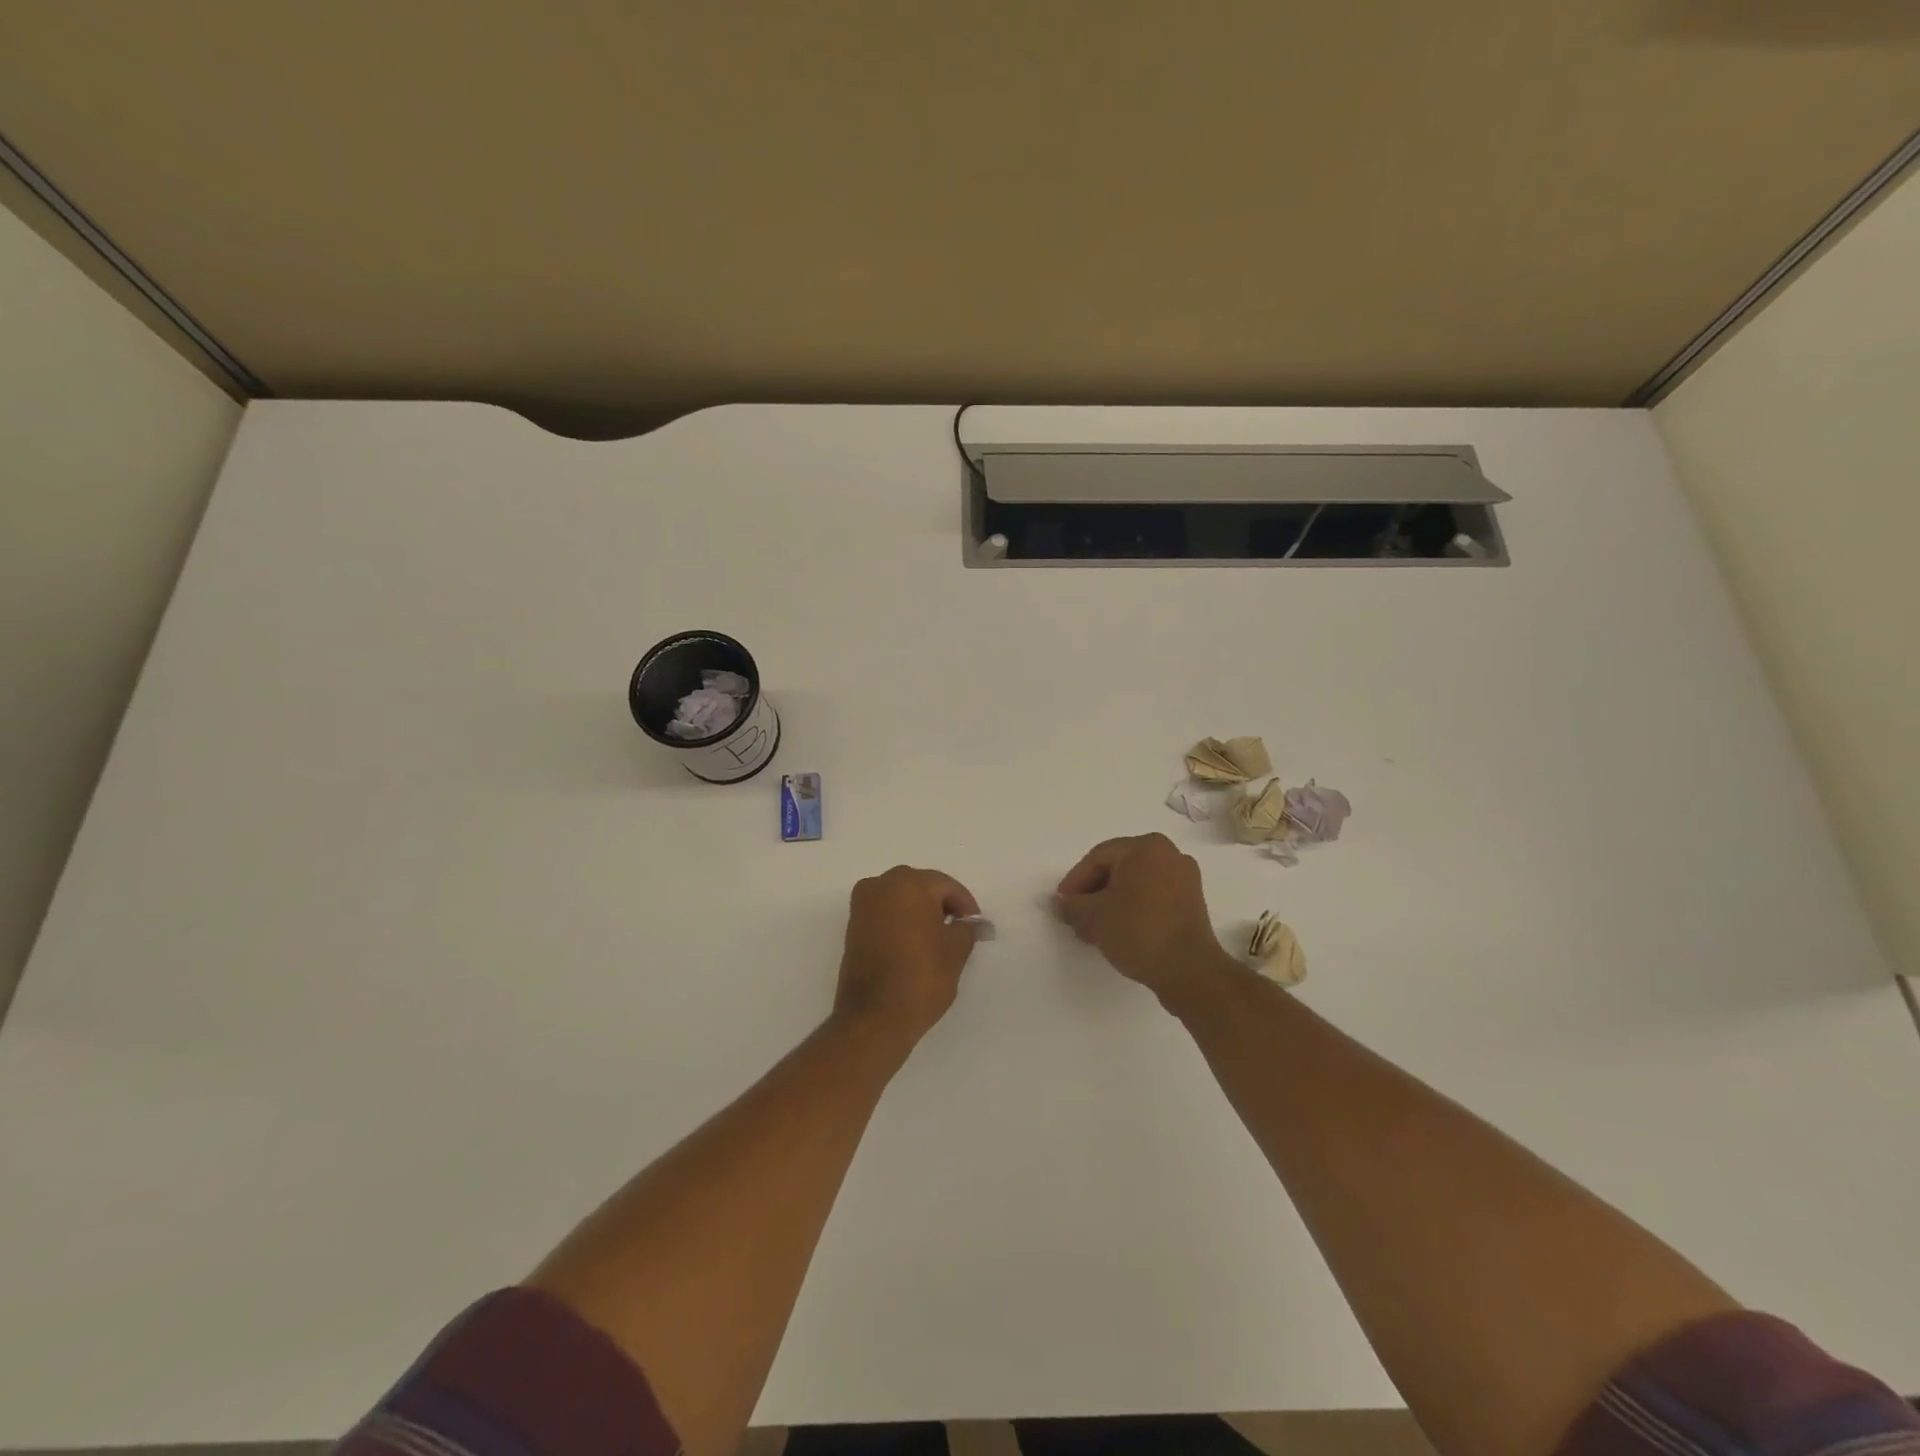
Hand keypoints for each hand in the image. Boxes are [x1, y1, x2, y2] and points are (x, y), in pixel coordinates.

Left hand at [834, 866, 981, 1045]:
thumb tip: (971, 923)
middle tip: (958, 930)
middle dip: (941, 905)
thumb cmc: (921, 978)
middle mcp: (881, 885)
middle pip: (921, 887)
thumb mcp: (956, 951)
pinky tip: (914, 944)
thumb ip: (966, 929)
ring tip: (936, 940)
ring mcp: (862, 905)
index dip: (965, 905)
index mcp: (909, 884)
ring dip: (919, 912)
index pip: (946, 886)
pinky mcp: (852, 926)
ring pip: (900, 898)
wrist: (874, 1018)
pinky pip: (884, 913)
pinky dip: (901, 922)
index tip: (975, 926)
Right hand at [1053, 833, 1234, 1002]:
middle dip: (1093, 892)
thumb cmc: (1138, 931)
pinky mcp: (1192, 903)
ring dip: (1112, 902)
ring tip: (1094, 928)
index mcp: (1146, 847)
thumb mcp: (1094, 917)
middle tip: (1076, 916)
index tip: (1062, 905)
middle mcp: (1169, 854)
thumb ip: (1071, 905)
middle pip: (1118, 868)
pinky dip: (1133, 908)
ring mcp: (1185, 879)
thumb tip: (1060, 903)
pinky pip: (1153, 897)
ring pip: (1136, 884)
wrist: (1188, 971)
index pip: (1098, 858)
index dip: (1075, 881)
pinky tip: (1119, 930)